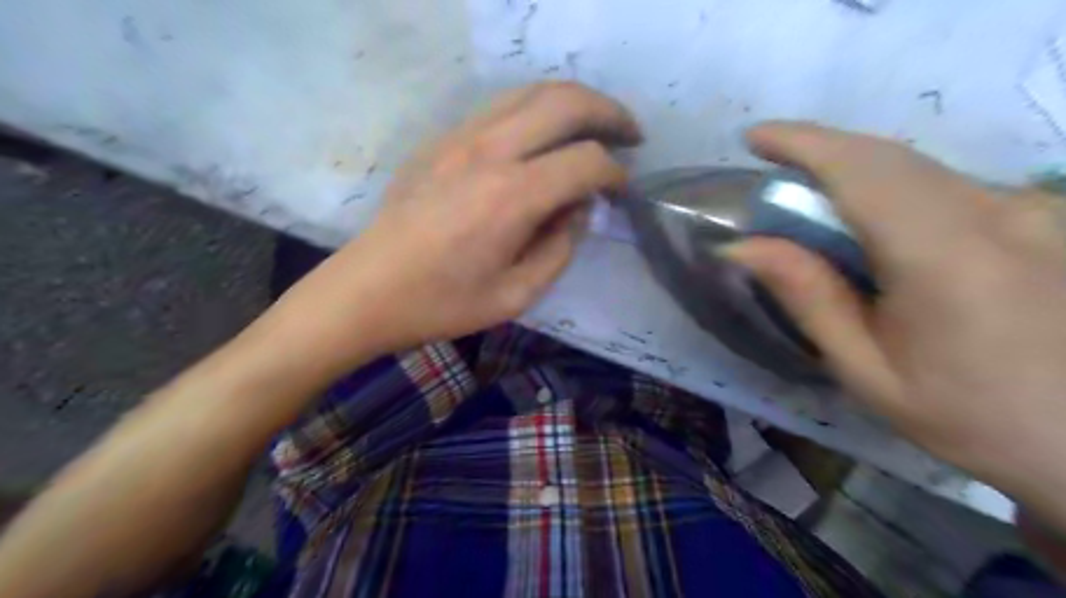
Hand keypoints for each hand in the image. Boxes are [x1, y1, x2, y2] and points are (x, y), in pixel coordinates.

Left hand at [265, 82, 639, 370]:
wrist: (365, 291)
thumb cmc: (441, 304)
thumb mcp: (516, 295)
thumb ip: (560, 247)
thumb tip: (579, 208)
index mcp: (511, 197)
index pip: (585, 162)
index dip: (615, 173)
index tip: (622, 190)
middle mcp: (489, 152)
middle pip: (564, 103)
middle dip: (609, 114)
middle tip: (631, 135)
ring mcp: (459, 138)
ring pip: (531, 92)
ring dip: (573, 103)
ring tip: (596, 126)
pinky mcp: (440, 141)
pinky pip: (500, 107)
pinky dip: (535, 111)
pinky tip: (543, 137)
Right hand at [728, 124, 1065, 522]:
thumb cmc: (967, 416)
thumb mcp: (867, 370)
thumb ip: (809, 298)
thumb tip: (743, 246)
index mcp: (946, 258)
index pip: (863, 170)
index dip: (804, 144)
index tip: (754, 138)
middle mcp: (998, 215)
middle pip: (889, 158)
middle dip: (820, 154)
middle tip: (773, 178)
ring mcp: (1031, 210)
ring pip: (919, 168)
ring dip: (854, 173)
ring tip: (814, 209)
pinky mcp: (1042, 215)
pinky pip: (946, 185)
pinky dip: (892, 190)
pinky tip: (875, 229)